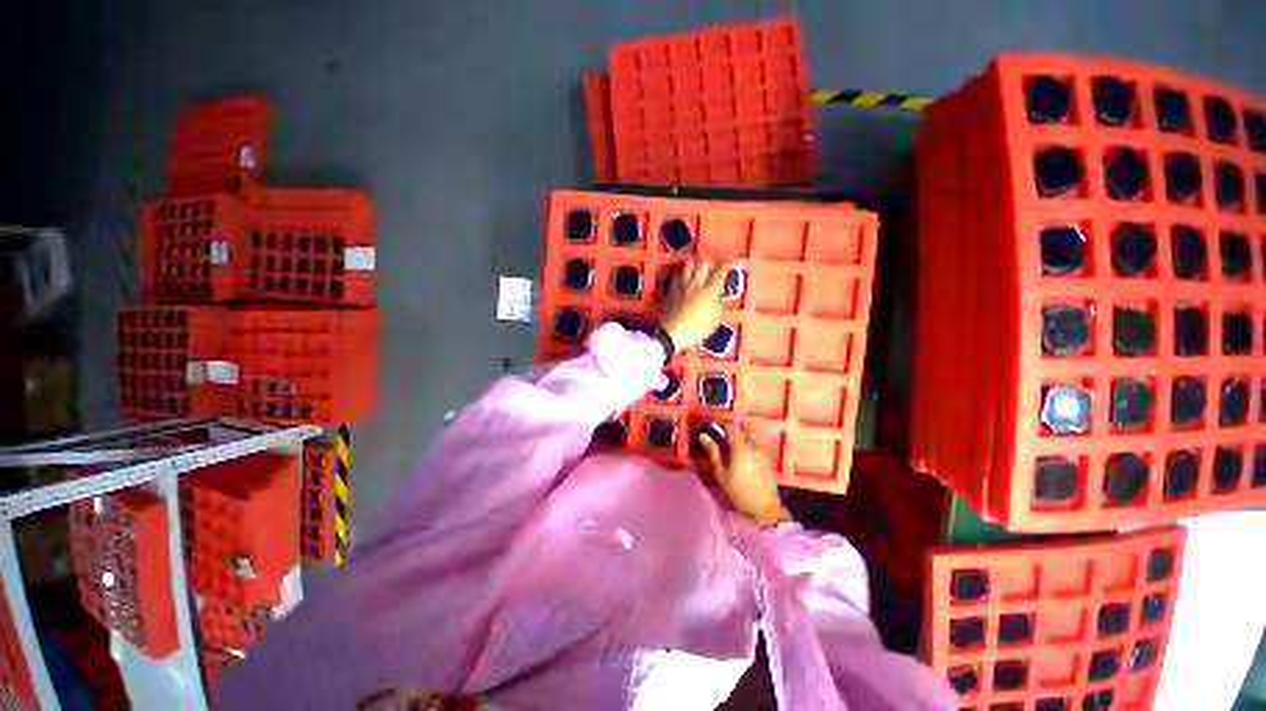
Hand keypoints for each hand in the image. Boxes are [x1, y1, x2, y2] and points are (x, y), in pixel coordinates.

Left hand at [660, 261, 729, 351]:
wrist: (672, 332)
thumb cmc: (696, 329)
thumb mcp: (715, 320)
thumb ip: (719, 305)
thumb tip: (718, 297)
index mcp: (710, 291)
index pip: (720, 272)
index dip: (725, 266)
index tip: (728, 264)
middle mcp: (696, 284)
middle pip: (703, 263)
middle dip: (709, 263)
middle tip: (712, 267)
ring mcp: (682, 285)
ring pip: (688, 265)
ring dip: (694, 264)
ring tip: (697, 267)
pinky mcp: (671, 290)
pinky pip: (677, 275)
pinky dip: (682, 273)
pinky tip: (683, 276)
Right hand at [698, 421, 790, 527]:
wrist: (764, 507)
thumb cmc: (739, 491)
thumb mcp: (721, 473)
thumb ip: (713, 452)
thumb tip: (703, 436)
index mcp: (740, 447)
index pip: (730, 426)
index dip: (721, 425)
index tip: (713, 429)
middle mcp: (752, 445)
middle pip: (740, 430)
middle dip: (730, 433)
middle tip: (721, 442)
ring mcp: (761, 451)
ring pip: (748, 437)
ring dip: (739, 440)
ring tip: (731, 450)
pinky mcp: (766, 458)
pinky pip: (755, 445)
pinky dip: (747, 446)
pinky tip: (742, 458)